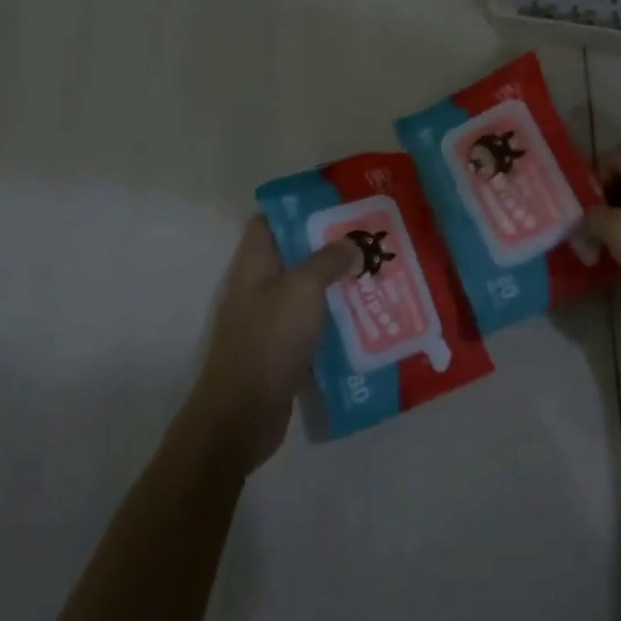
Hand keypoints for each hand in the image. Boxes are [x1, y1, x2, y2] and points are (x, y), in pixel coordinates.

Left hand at [187, 219, 356, 472]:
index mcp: (254, 265)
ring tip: (377, 272)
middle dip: (330, 245)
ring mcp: (271, 321)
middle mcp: (259, 288)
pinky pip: (314, 324)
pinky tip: (368, 317)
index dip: (299, 209)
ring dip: (338, 283)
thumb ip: (327, 260)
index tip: (338, 204)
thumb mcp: (302, 290)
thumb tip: (351, 244)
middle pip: (295, 255)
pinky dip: (337, 319)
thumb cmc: (269, 342)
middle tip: (371, 237)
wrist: (243, 415)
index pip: (269, 221)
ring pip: (308, 291)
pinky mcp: (284, 350)